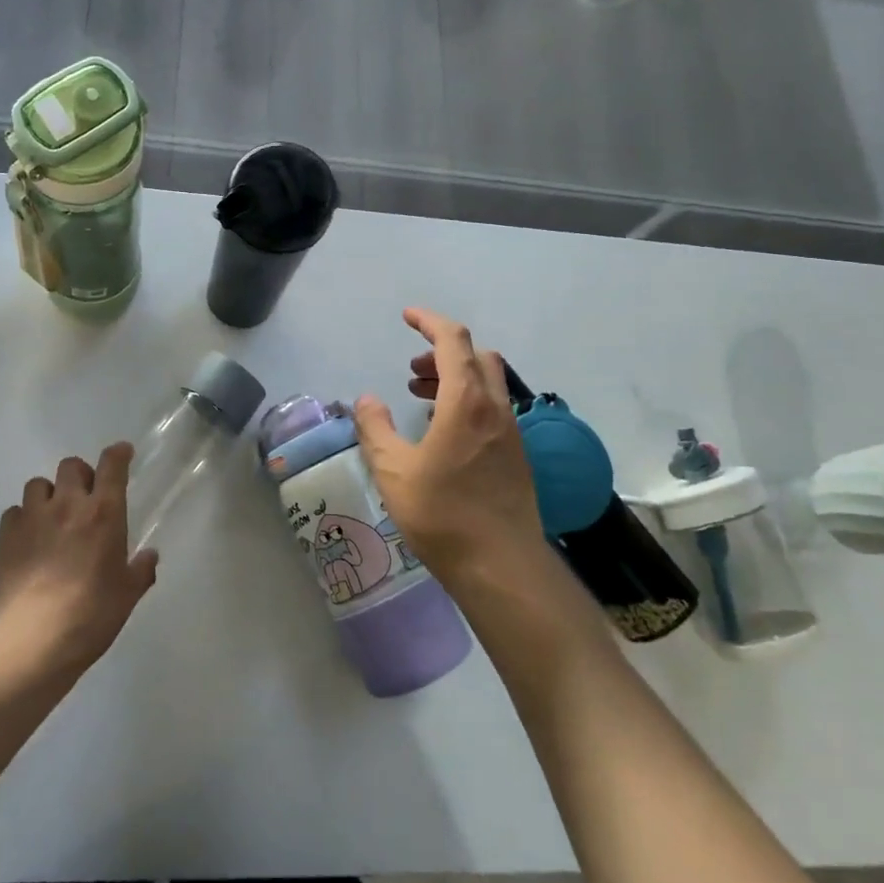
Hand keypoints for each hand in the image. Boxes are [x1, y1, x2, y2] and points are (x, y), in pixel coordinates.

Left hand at [0, 445, 157, 678]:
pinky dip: (23, 519)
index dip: (118, 454)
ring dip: (49, 495)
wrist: (34, 642)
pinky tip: (28, 540)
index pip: (112, 465)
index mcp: (104, 513)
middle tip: (85, 497)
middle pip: (71, 466)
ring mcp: (32, 519)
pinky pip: (13, 512)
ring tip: (52, 517)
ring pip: (38, 484)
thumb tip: (149, 556)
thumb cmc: (92, 615)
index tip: (122, 453)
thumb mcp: (128, 595)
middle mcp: (68, 505)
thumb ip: (141, 570)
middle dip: (80, 474)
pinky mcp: (5, 538)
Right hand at [353, 308, 546, 587]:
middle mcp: (495, 408)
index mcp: (466, 401)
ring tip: (420, 397)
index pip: (453, 340)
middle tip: (411, 368)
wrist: (501, 565)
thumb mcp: (393, 471)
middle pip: (476, 356)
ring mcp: (511, 432)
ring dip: (455, 377)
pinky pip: (492, 409)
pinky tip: (443, 433)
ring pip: (487, 383)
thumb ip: (375, 428)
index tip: (407, 317)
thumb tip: (366, 399)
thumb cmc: (442, 514)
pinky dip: (467, 402)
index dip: (429, 322)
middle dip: (443, 351)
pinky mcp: (517, 456)